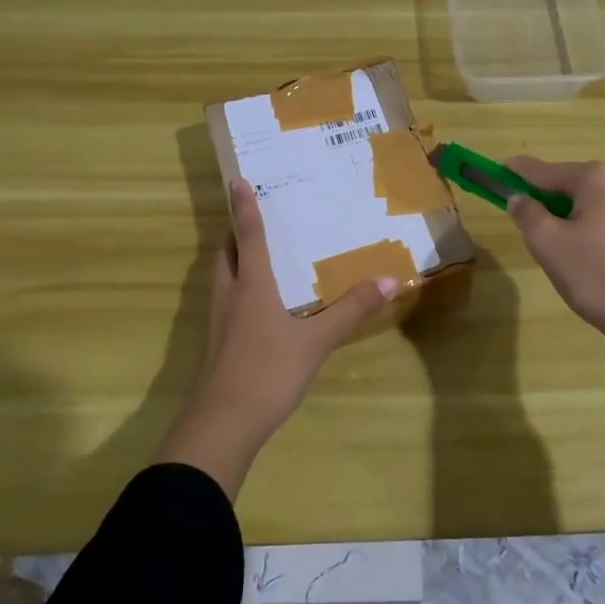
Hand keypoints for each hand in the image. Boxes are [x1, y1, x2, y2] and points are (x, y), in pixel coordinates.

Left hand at [157, 177, 398, 494]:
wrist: (222, 423)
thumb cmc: (268, 372)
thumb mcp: (316, 341)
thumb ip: (351, 310)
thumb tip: (388, 279)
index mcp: (252, 285)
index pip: (248, 235)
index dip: (244, 206)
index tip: (237, 180)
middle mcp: (230, 295)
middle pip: (225, 253)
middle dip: (235, 233)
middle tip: (253, 219)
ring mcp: (218, 322)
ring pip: (220, 278)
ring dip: (232, 260)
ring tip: (255, 256)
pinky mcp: (216, 344)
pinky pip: (224, 302)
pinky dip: (236, 290)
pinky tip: (256, 306)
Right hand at [506, 157, 604, 446]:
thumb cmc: (599, 276)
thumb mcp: (549, 244)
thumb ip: (527, 214)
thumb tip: (519, 198)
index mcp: (597, 176)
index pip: (542, 170)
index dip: (513, 174)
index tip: (491, 173)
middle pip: (566, 183)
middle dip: (543, 201)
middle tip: (526, 230)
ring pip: (586, 203)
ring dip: (564, 218)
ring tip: (556, 252)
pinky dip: (586, 228)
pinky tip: (584, 259)